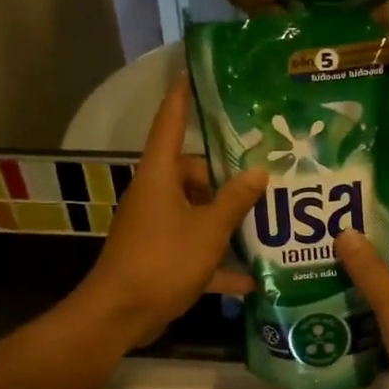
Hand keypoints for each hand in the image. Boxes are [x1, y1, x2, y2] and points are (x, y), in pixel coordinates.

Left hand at [75, 78, 266, 351]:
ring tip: (268, 221)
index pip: (170, 124)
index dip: (182, 98)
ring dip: (226, 221)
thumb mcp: (208, 230)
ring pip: (197, 213)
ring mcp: (156, 227)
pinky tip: (251, 278)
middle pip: (193, 174)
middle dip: (226, 178)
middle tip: (266, 177)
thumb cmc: (163, 260)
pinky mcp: (160, 256)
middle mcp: (156, 195)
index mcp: (160, 176)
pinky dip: (217, 261)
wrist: (120, 314)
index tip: (192, 73)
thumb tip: (258, 173)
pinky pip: (194, 249)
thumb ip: (235, 201)